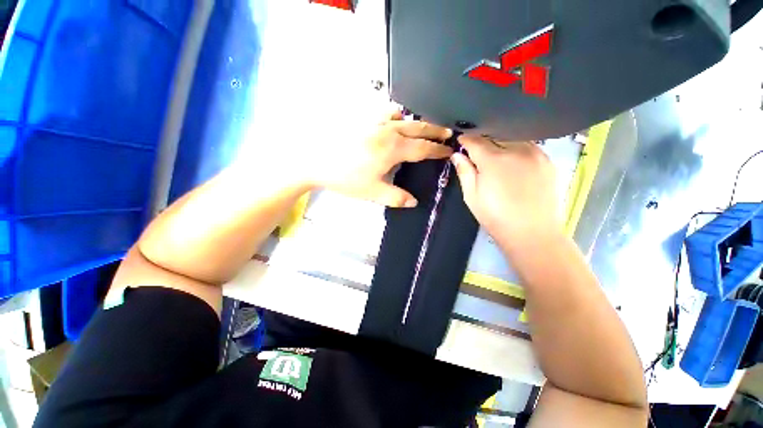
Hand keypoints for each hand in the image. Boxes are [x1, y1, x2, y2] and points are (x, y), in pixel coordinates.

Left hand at [310, 110, 452, 206]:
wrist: (316, 160)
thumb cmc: (346, 178)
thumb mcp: (373, 192)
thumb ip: (396, 197)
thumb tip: (414, 202)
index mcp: (393, 149)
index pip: (423, 148)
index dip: (438, 150)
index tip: (449, 151)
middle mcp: (388, 131)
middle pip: (418, 128)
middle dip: (435, 130)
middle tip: (447, 133)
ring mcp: (375, 122)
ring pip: (404, 117)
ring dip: (417, 121)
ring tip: (425, 127)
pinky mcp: (364, 120)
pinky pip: (386, 112)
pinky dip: (397, 115)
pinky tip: (396, 121)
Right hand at [451, 135, 560, 247]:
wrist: (532, 233)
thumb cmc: (495, 217)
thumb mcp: (471, 196)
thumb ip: (464, 172)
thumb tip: (457, 155)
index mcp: (493, 160)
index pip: (475, 141)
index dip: (466, 140)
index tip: (460, 141)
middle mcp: (516, 150)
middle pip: (494, 136)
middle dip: (483, 141)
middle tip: (476, 151)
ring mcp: (536, 154)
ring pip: (513, 139)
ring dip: (501, 144)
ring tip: (496, 157)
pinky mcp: (549, 161)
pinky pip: (529, 147)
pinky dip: (517, 150)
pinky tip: (514, 163)